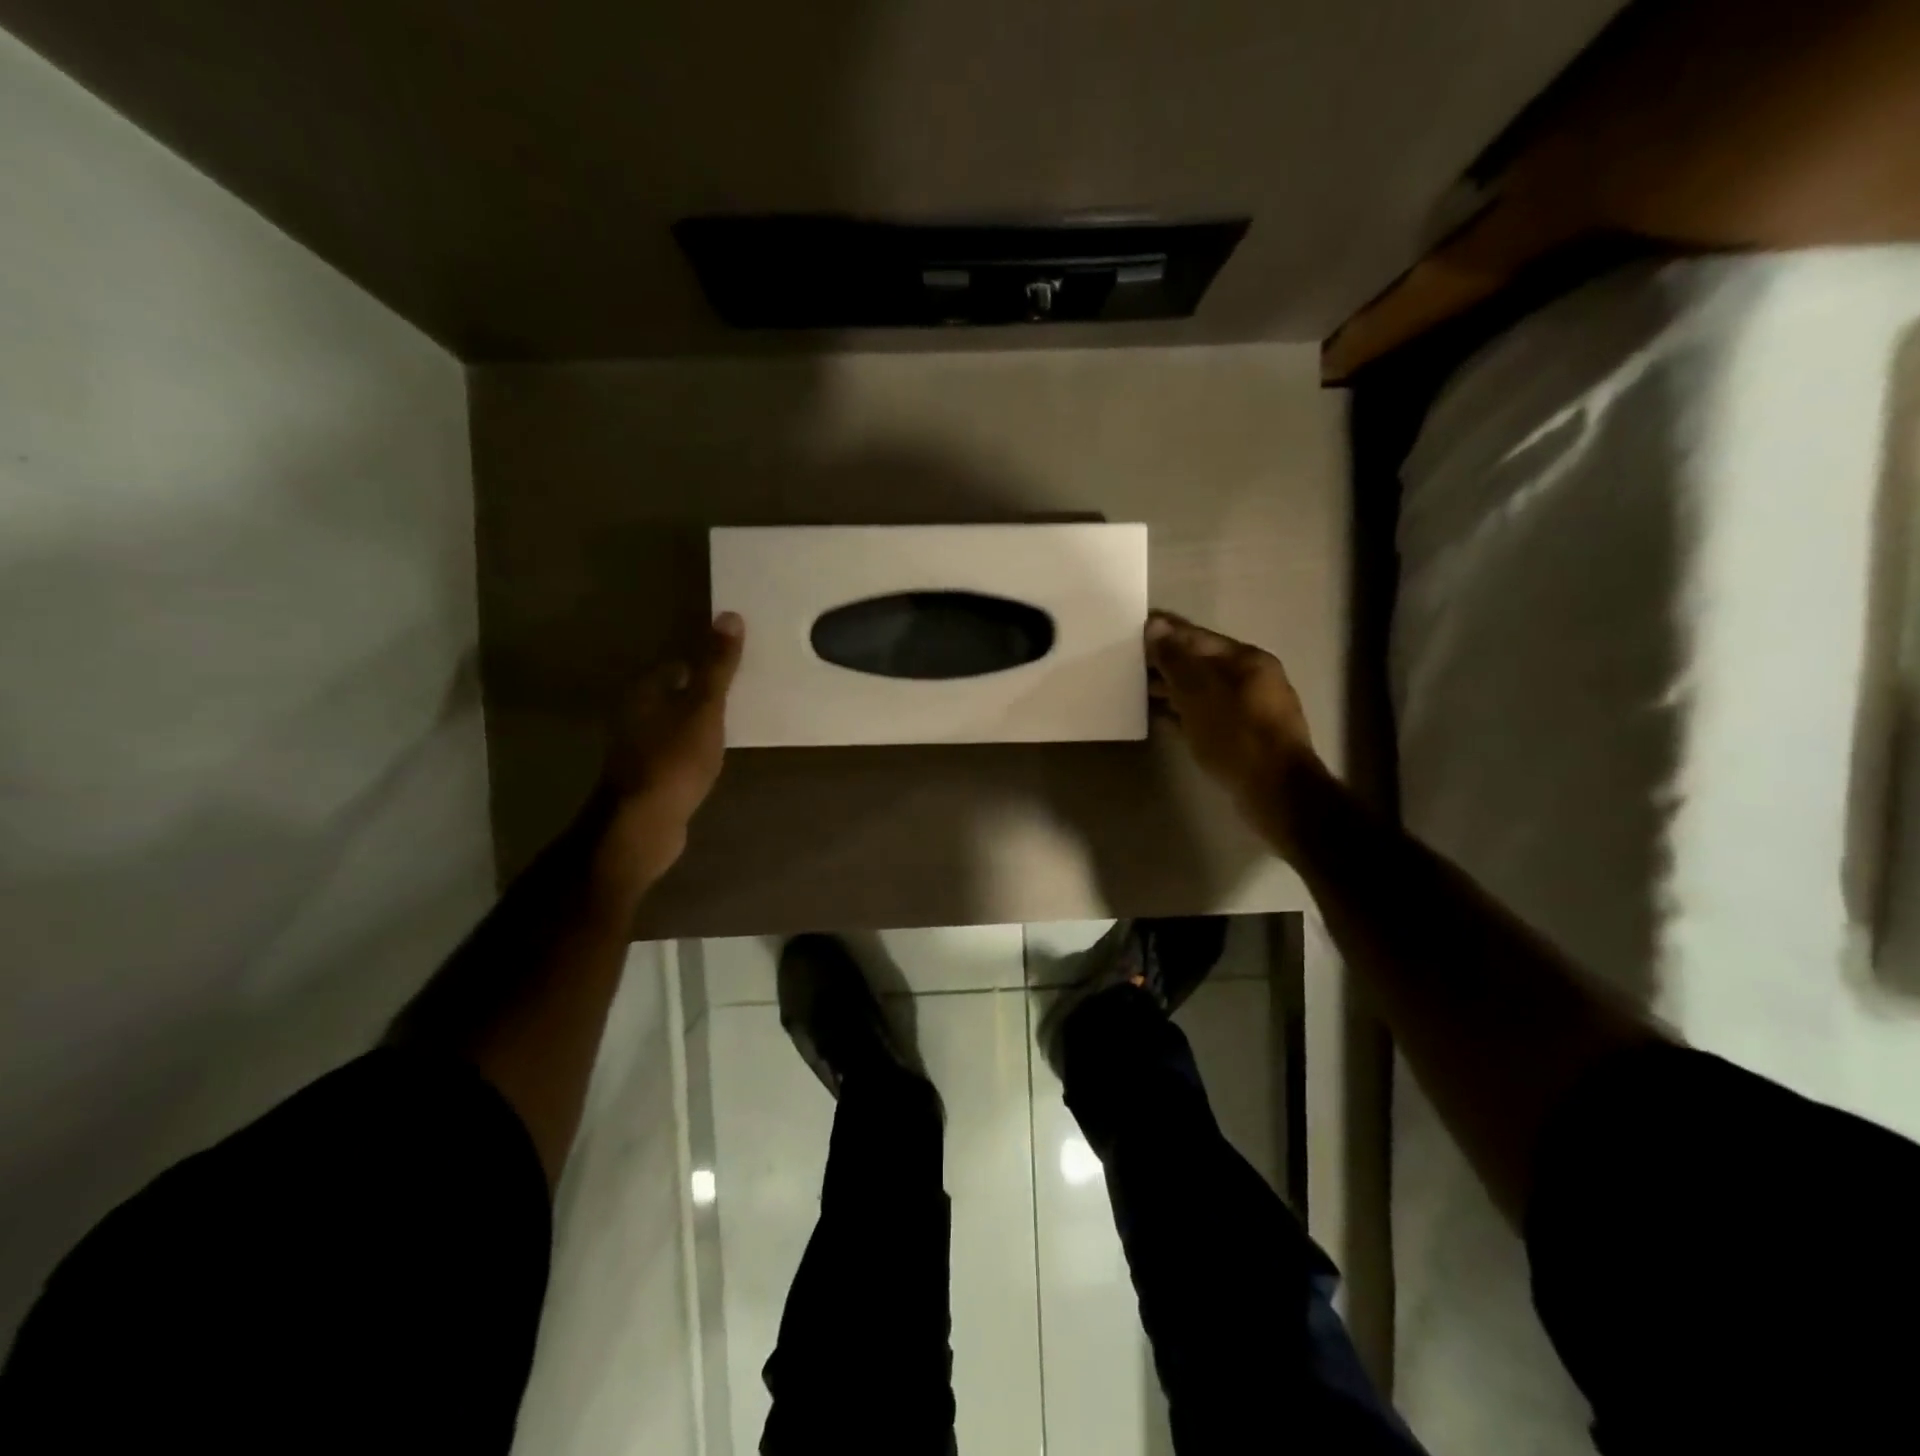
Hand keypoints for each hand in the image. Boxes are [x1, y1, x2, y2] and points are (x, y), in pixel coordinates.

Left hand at [599, 612, 744, 875]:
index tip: (740, 670)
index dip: (709, 665)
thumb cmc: (674, 760)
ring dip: (699, 723)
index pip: (679, 664)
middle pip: (676, 693)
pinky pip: (676, 751)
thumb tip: (729, 615)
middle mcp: (633, 713)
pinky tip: (713, 758)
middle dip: (705, 694)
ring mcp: (637, 747)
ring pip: (675, 723)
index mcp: (644, 690)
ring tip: (735, 726)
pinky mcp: (646, 776)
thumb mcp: (704, 709)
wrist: (642, 825)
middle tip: (744, 696)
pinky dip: (693, 749)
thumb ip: (717, 667)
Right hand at [1145, 611, 1322, 855]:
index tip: (1132, 628)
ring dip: (1170, 686)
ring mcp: (1248, 709)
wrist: (1275, 792)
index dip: (1164, 631)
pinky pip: (1203, 713)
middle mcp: (1250, 678)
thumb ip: (1176, 660)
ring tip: (1133, 686)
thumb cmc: (1236, 736)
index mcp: (1246, 659)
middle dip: (1165, 660)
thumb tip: (1156, 626)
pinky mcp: (1241, 736)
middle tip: (1125, 660)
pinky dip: (1181, 711)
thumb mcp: (1200, 693)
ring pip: (1200, 689)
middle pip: (1200, 661)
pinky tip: (1157, 715)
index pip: (1197, 636)